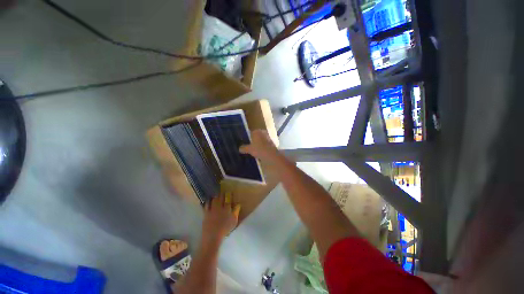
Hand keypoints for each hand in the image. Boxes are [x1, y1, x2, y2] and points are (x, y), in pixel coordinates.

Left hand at [202, 194, 240, 246]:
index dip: (229, 194)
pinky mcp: (206, 213)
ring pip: (214, 199)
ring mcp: (212, 209)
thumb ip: (236, 211)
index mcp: (227, 208)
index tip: (230, 192)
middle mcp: (219, 206)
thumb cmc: (225, 229)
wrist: (213, 236)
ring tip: (216, 194)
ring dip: (215, 196)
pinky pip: (206, 205)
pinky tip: (208, 200)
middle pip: (221, 197)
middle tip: (223, 191)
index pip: (228, 198)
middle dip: (222, 193)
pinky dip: (207, 201)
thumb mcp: (234, 220)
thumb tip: (238, 204)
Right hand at [239, 130, 281, 164]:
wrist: (271, 155)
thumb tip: (239, 148)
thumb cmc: (258, 149)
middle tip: (249, 147)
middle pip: (257, 136)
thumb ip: (244, 148)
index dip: (248, 138)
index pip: (251, 133)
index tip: (245, 142)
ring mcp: (268, 138)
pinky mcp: (272, 143)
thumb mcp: (249, 149)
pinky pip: (265, 145)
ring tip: (254, 151)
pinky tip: (260, 153)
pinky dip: (263, 148)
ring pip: (261, 141)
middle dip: (254, 141)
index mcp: (257, 131)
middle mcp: (263, 132)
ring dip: (258, 145)